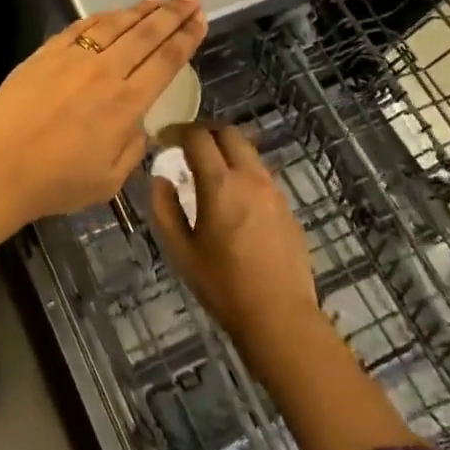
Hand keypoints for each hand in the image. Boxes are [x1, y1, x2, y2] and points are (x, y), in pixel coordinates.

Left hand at [0, 0, 207, 222]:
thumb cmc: (55, 183)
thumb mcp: (110, 179)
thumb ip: (132, 146)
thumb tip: (137, 122)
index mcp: (126, 103)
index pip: (165, 61)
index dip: (186, 38)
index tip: (200, 20)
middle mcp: (104, 72)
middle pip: (145, 35)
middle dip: (171, 14)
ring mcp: (72, 58)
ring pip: (114, 25)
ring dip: (139, 10)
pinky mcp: (45, 54)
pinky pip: (80, 27)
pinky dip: (101, 17)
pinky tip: (112, 13)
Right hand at [150, 124, 323, 351]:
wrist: (281, 318)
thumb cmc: (223, 286)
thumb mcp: (180, 250)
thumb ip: (165, 208)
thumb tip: (161, 178)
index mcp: (220, 185)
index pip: (198, 136)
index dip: (177, 132)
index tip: (164, 140)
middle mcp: (250, 178)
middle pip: (228, 132)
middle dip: (204, 132)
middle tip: (186, 147)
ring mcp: (274, 191)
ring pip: (248, 152)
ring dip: (225, 150)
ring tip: (208, 171)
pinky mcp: (288, 207)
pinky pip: (261, 174)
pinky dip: (242, 171)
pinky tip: (233, 198)